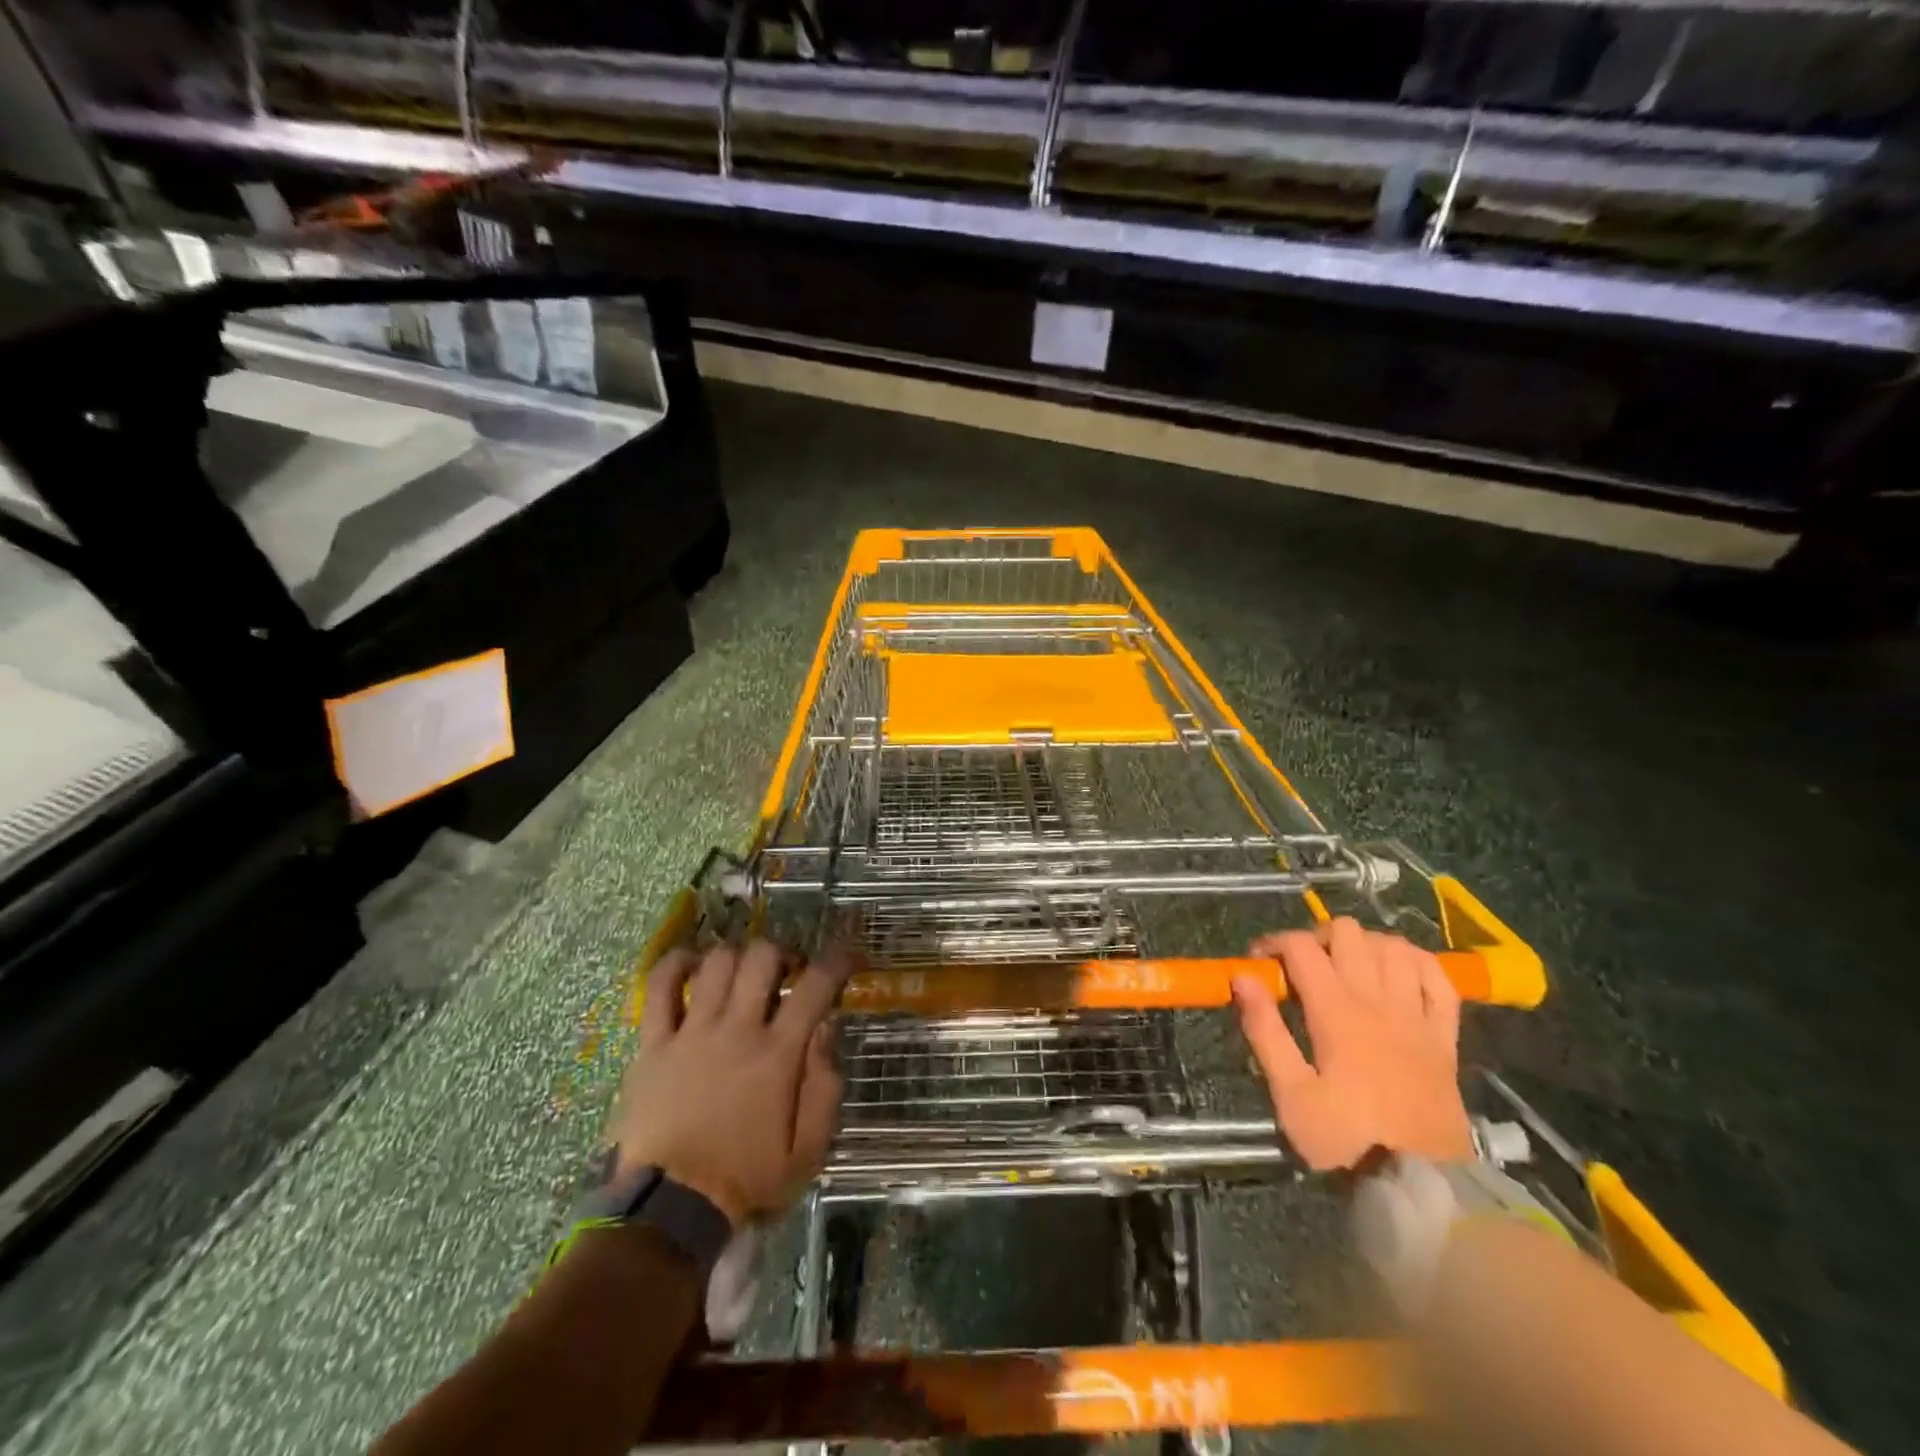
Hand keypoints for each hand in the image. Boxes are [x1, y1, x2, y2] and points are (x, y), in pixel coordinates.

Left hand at [609, 940, 849, 1226]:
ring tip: (743, 974)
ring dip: (737, 957)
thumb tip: (826, 1030)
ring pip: (717, 963)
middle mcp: (737, 1029)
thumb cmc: (746, 1180)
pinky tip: (691, 964)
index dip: (838, 959)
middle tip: (787, 972)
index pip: (816, 986)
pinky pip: (659, 986)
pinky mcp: (654, 1043)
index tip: (850, 952)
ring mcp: (692, 1032)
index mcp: (778, 1054)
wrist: (670, 1210)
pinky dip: (676, 964)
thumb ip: (825, 1087)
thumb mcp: (808, 1151)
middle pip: (763, 957)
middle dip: (783, 953)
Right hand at [1231, 917, 1472, 1171]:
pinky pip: (1440, 978)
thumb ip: (1265, 1031)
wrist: (1421, 1184)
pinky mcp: (1444, 1036)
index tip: (1259, 963)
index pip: (1301, 948)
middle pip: (1349, 933)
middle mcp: (1378, 1001)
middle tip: (1302, 966)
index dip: (1274, 943)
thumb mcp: (1290, 1094)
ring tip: (1346, 967)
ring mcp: (1416, 1016)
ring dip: (1365, 945)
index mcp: (1337, 1013)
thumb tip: (1243, 979)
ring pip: (1394, 946)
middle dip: (1317, 937)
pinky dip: (1416, 962)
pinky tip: (1397, 971)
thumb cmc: (1346, 1140)